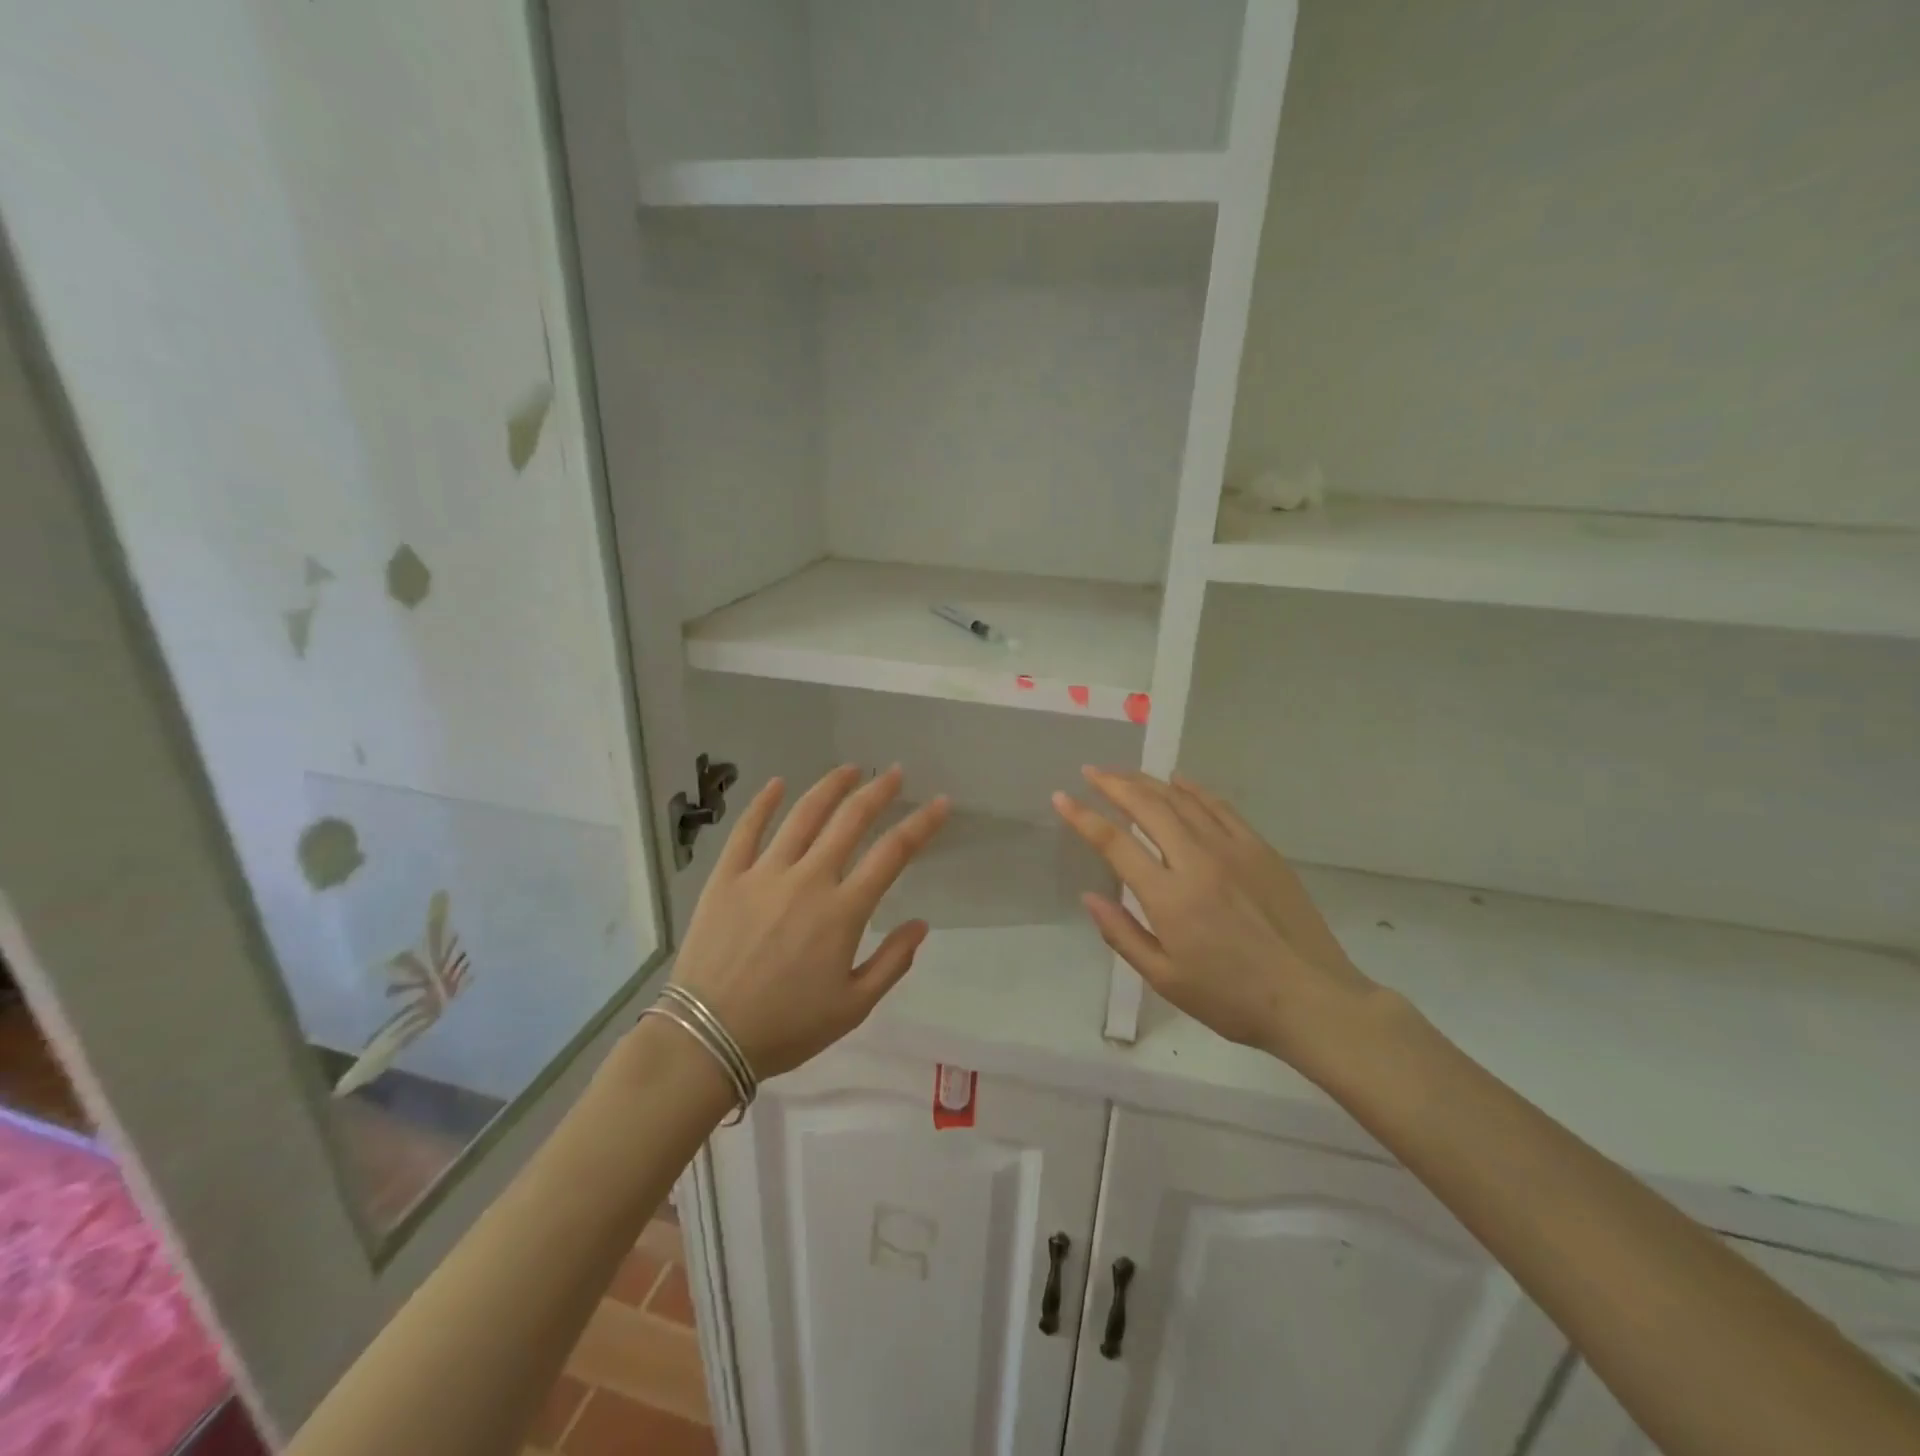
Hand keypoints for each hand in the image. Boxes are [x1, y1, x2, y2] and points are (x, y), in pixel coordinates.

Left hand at [671, 765, 949, 1078]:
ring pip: (803, 815)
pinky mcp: (726, 877)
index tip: (940, 802)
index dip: (921, 824)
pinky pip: (747, 830)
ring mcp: (763, 874)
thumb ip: (892, 963)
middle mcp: (808, 880)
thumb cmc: (786, 1027)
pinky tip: (776, 784)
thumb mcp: (853, 1008)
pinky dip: (763, 803)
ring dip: (830, 787)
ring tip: (849, 769)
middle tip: (895, 773)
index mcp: (843, 911)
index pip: (893, 853)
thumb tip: (921, 924)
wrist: (706, 1038)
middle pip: (850, 820)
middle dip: (878, 791)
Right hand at [1052, 768, 1378, 1066]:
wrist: (1312, 999)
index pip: (1114, 842)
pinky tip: (1178, 781)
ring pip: (1181, 799)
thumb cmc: (1232, 998)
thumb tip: (1089, 896)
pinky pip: (1219, 806)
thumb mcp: (1165, 978)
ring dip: (1148, 781)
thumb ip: (1122, 934)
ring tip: (1124, 773)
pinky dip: (1193, 788)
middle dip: (1113, 784)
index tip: (1061, 797)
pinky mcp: (1260, 848)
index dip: (1083, 817)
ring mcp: (1232, 849)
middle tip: (1091, 772)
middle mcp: (1197, 860)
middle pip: (1147, 806)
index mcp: (1168, 896)